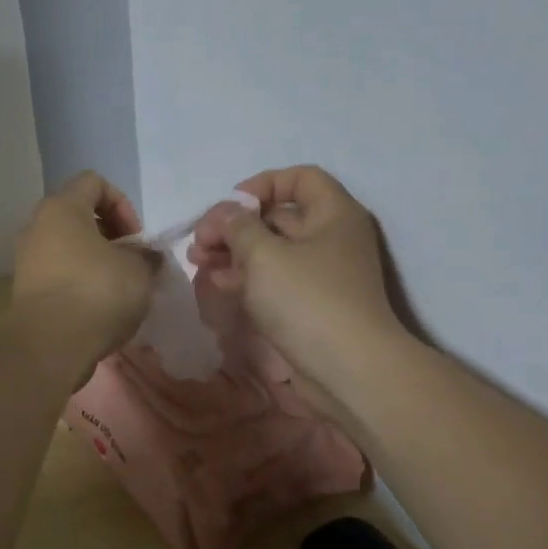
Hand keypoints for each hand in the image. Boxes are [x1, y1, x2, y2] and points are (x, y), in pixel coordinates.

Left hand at [12, 171, 158, 372]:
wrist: (49, 346)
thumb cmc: (96, 293)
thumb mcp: (138, 271)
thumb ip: (147, 256)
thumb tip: (147, 257)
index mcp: (62, 208)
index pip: (94, 182)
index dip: (122, 203)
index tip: (136, 237)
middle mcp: (37, 226)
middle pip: (78, 214)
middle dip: (110, 234)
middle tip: (130, 260)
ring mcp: (26, 258)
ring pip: (67, 245)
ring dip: (95, 259)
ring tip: (118, 286)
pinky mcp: (25, 288)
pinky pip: (57, 272)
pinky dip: (78, 280)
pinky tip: (98, 306)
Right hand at [190, 166, 410, 402]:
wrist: (349, 370)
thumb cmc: (308, 300)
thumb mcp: (264, 255)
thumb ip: (238, 226)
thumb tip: (227, 214)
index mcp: (333, 214)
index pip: (299, 178)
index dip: (262, 184)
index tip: (230, 206)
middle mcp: (331, 238)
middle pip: (279, 216)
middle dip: (235, 225)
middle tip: (200, 241)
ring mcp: (322, 274)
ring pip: (272, 251)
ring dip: (233, 252)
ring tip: (198, 262)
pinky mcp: (311, 305)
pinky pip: (275, 280)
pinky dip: (246, 277)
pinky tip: (217, 283)